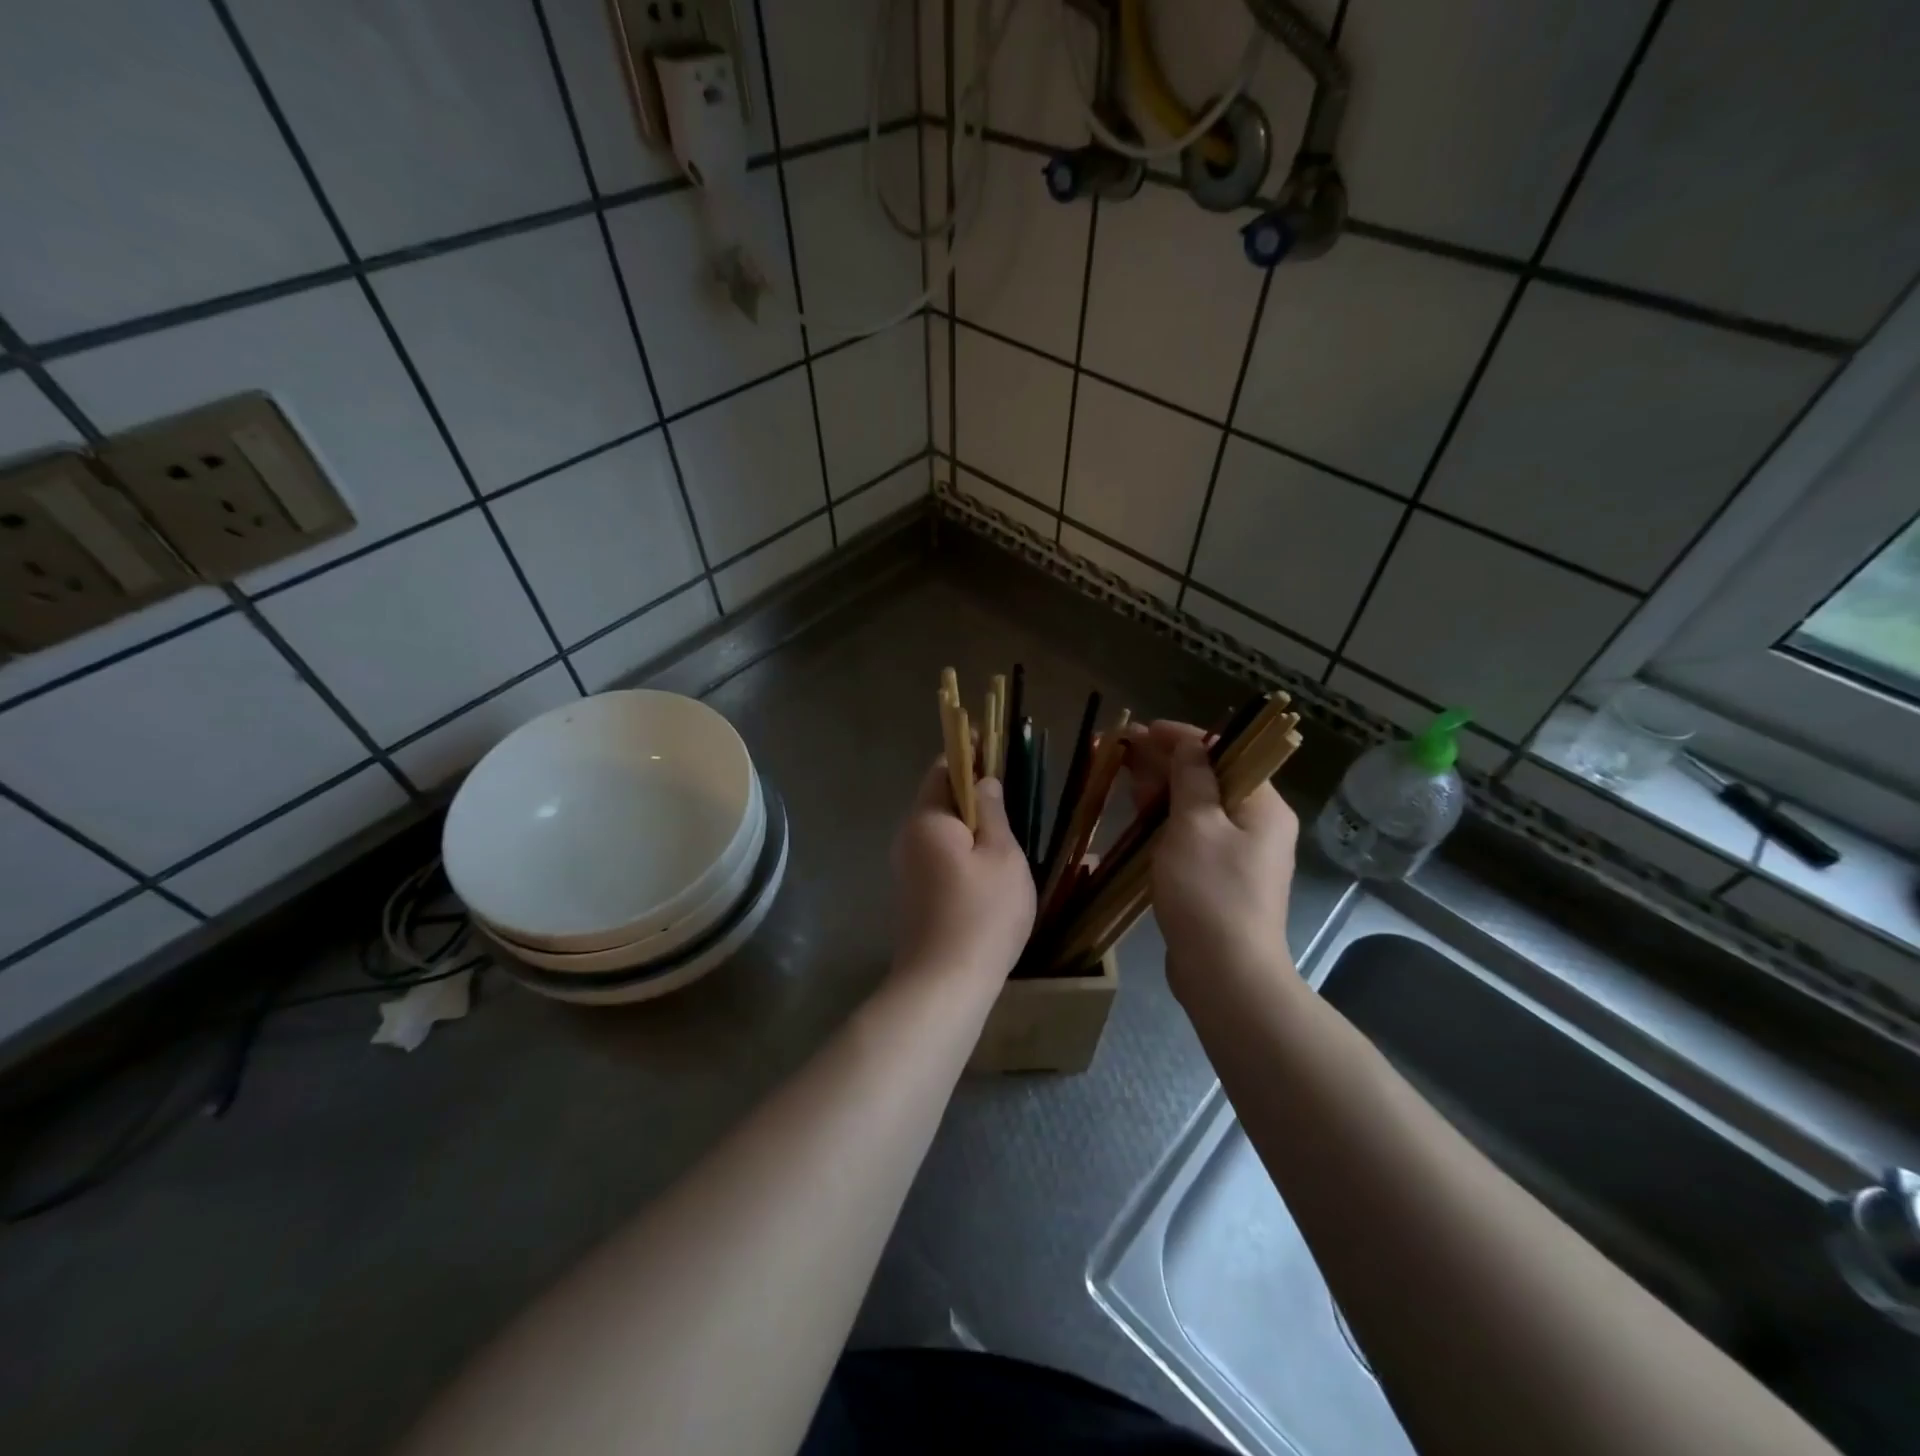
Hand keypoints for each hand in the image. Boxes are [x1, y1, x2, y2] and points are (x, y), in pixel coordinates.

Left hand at [890, 759, 1035, 980]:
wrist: (944, 985)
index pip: (943, 769)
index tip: (996, 750)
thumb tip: (984, 782)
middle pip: (940, 799)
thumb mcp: (1002, 856)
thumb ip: (993, 812)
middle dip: (973, 791)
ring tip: (1008, 828)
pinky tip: (991, 865)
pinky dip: (964, 850)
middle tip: (1011, 793)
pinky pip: (940, 856)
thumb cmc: (982, 913)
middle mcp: (908, 837)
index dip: (969, 755)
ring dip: (971, 824)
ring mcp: (907, 868)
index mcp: (927, 819)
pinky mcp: (914, 894)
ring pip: (942, 831)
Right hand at [1122, 720, 1297, 993]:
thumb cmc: (1209, 892)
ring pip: (1198, 807)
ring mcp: (1240, 853)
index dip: (1180, 737)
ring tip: (1125, 776)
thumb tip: (1191, 744)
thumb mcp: (1195, 825)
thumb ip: (1192, 778)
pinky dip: (1167, 820)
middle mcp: (1258, 824)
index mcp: (1262, 805)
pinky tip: (1140, 815)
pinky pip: (1193, 834)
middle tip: (1123, 750)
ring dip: (1164, 789)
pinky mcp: (1221, 877)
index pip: (1223, 752)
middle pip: (1210, 777)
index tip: (1141, 730)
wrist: (1226, 974)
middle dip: (1167, 761)